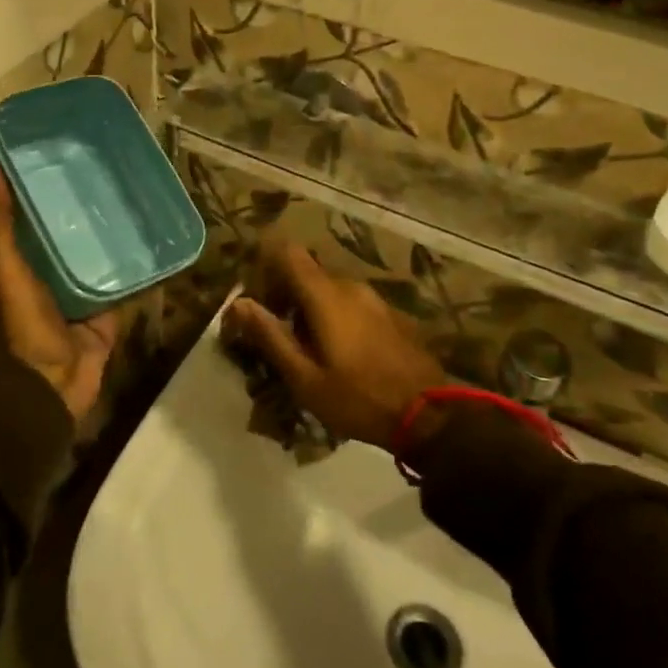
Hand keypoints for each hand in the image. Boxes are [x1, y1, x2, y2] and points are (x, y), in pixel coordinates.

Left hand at [0, 159, 119, 422]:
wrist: (53, 380)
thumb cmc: (25, 320)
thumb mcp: (7, 266)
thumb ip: (0, 221)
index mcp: (28, 256)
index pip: (40, 211)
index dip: (48, 183)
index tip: (66, 147)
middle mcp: (57, 267)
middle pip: (75, 229)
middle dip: (89, 203)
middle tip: (112, 167)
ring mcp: (88, 287)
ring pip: (104, 250)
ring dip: (117, 229)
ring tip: (139, 193)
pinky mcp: (113, 304)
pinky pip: (128, 277)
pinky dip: (140, 261)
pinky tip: (156, 235)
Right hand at [223, 241, 444, 449]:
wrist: (429, 415)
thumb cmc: (358, 398)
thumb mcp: (305, 377)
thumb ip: (270, 336)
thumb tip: (238, 302)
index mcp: (325, 295)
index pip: (288, 253)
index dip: (265, 265)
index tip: (254, 295)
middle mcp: (349, 286)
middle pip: (307, 273)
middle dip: (284, 294)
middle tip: (274, 332)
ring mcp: (374, 299)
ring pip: (329, 289)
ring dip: (309, 308)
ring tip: (303, 348)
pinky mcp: (389, 314)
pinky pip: (350, 303)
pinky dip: (333, 316)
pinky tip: (336, 353)